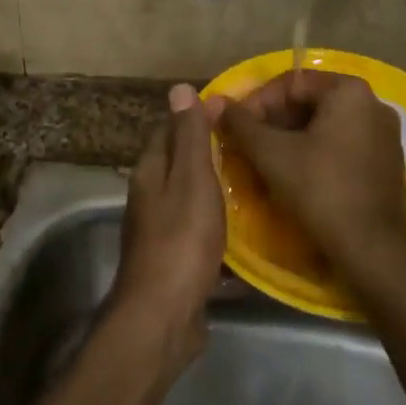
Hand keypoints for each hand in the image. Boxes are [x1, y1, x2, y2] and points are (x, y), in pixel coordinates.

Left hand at [112, 84, 226, 364]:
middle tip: (252, 144)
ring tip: (256, 181)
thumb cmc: (181, 240)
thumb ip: (189, 137)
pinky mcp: (175, 263)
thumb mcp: (191, 179)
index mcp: (150, 172)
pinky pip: (200, 233)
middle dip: (210, 152)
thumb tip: (178, 88)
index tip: (234, 108)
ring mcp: (160, 232)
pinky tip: (246, 231)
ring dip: (216, 189)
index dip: (197, 116)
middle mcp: (150, 198)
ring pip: (190, 199)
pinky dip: (219, 226)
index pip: (171, 129)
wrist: (163, 317)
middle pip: (180, 164)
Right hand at [217, 70, 405, 278]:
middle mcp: (373, 103)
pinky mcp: (386, 162)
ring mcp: (384, 134)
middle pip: (310, 101)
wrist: (372, 249)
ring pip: (325, 124)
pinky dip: (315, 152)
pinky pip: (342, 144)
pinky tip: (295, 174)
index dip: (256, 103)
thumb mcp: (271, 154)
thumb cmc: (319, 190)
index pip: (291, 83)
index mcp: (349, 91)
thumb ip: (240, 124)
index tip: (235, 127)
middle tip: (247, 144)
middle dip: (274, 121)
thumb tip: (214, 102)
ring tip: (265, 160)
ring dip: (291, 137)